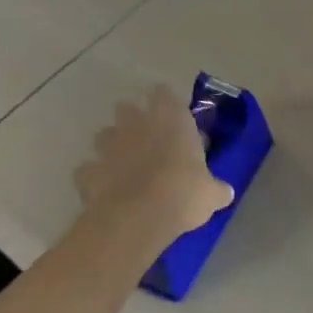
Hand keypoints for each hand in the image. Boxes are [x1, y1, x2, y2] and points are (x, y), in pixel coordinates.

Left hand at [73, 86, 234, 246]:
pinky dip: (95, 176)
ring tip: (125, 166)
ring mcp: (108, 147)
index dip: (166, 103)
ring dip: (113, 146)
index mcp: (171, 120)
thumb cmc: (184, 194)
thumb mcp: (212, 193)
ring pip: (105, 135)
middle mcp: (137, 124)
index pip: (164, 94)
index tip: (174, 118)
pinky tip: (105, 189)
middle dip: (134, 121)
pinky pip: (88, 169)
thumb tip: (224, 192)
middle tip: (148, 142)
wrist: (137, 219)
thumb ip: (217, 188)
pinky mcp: (87, 172)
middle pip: (127, 108)